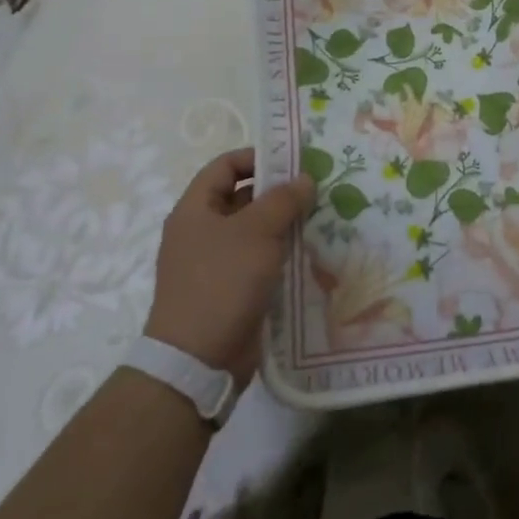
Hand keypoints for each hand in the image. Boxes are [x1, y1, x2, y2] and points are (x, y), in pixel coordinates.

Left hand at [144, 148, 314, 380]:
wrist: (198, 361)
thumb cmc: (222, 282)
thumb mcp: (257, 232)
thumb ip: (284, 200)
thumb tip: (305, 178)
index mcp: (195, 210)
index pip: (225, 166)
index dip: (257, 157)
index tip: (294, 161)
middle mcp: (202, 232)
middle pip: (243, 198)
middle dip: (280, 192)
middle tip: (318, 189)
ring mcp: (216, 263)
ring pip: (256, 231)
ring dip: (286, 224)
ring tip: (323, 217)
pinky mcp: (232, 290)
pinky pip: (260, 260)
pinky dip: (283, 253)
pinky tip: (313, 252)